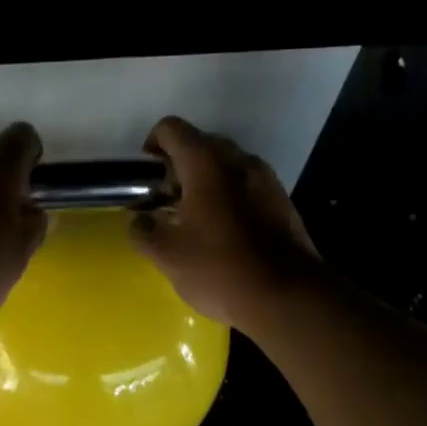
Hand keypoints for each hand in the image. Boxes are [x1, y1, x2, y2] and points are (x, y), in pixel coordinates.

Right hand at [130, 116, 321, 332]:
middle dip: (179, 166)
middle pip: (201, 143)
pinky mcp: (282, 200)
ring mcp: (265, 178)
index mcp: (206, 163)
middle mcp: (238, 159)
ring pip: (227, 164)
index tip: (147, 177)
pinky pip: (247, 185)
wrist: (287, 296)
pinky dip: (230, 196)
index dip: (152, 145)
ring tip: (195, 218)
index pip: (171, 129)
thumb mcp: (166, 254)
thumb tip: (139, 220)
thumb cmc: (219, 268)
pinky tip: (224, 231)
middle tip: (167, 201)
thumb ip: (143, 230)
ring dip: (206, 181)